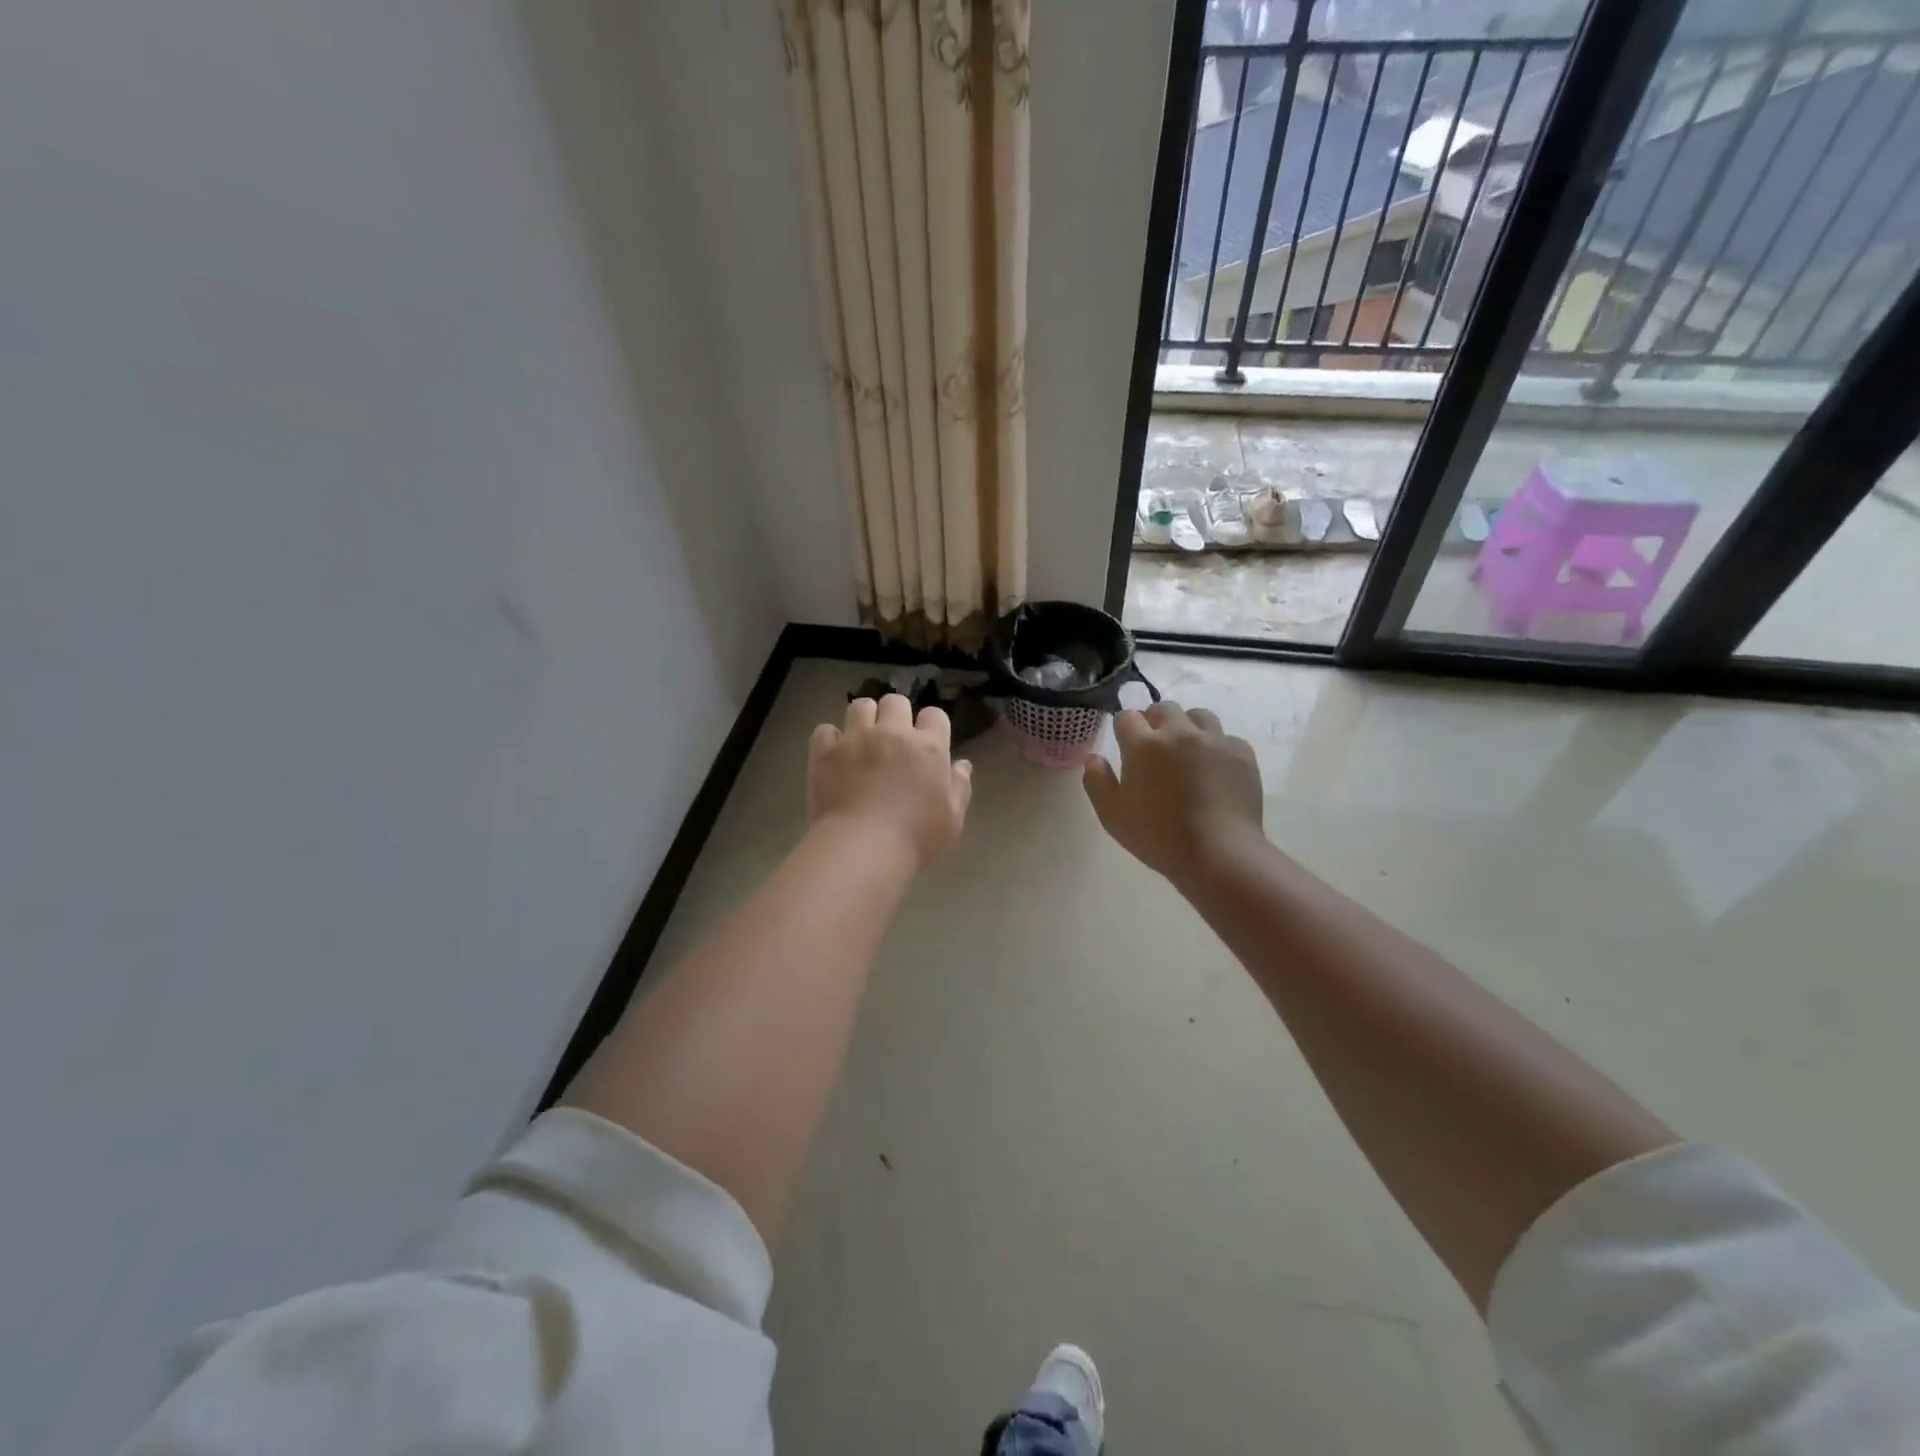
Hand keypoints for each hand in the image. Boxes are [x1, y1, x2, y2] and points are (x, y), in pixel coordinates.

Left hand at [809, 694, 972, 869]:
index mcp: (928, 747)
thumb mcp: (952, 818)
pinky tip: (834, 755)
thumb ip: (959, 786)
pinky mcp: (826, 752)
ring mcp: (856, 739)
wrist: (863, 848)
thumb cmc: (916, 837)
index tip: (927, 742)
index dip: (931, 725)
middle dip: (896, 715)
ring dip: (864, 719)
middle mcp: (892, 733)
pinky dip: (831, 739)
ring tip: (862, 740)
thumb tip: (962, 764)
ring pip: (860, 706)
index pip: (934, 715)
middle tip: (892, 740)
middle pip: (895, 702)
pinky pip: (825, 729)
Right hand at [1083, 701, 1265, 889]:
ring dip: (1187, 727)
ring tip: (1187, 751)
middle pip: (1163, 708)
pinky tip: (1214, 769)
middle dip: (1155, 721)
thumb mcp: (1112, 816)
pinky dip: (1216, 747)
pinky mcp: (1241, 753)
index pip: (1127, 717)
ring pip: (1197, 716)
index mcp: (1144, 745)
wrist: (1219, 853)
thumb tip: (1094, 758)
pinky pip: (1225, 738)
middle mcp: (1179, 733)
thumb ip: (1097, 782)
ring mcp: (1214, 740)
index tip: (1125, 744)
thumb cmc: (1158, 836)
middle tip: (1154, 747)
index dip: (1124, 729)